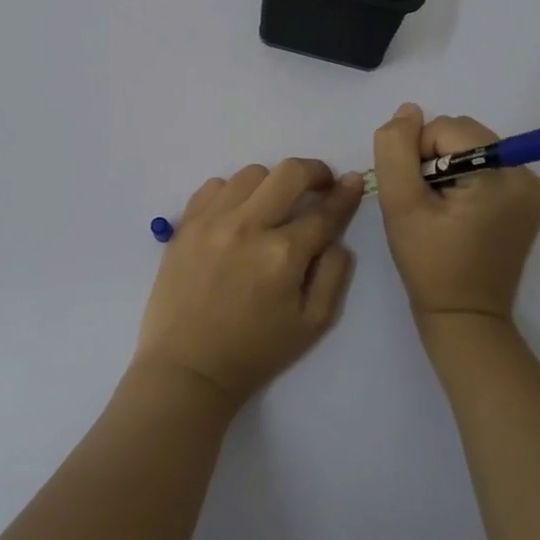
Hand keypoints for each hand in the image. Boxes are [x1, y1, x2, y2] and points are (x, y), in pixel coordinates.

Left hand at [136, 159, 364, 406]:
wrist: (188, 367)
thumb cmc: (256, 350)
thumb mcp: (313, 324)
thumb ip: (334, 272)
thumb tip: (337, 234)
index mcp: (283, 254)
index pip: (325, 211)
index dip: (345, 194)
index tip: (353, 182)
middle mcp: (248, 226)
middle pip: (290, 172)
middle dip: (314, 172)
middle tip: (320, 184)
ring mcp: (212, 220)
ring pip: (252, 174)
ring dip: (272, 184)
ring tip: (273, 206)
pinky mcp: (186, 223)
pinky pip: (215, 185)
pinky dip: (233, 192)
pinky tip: (237, 214)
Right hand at [371, 104, 539, 325]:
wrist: (464, 315)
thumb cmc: (429, 263)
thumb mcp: (401, 204)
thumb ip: (396, 149)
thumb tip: (408, 111)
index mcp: (502, 176)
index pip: (446, 129)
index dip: (418, 155)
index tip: (417, 195)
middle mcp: (527, 175)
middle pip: (463, 134)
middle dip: (435, 159)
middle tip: (428, 204)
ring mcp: (533, 188)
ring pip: (472, 146)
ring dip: (448, 167)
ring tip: (441, 209)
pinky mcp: (529, 200)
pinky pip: (487, 165)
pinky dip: (466, 178)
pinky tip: (457, 211)